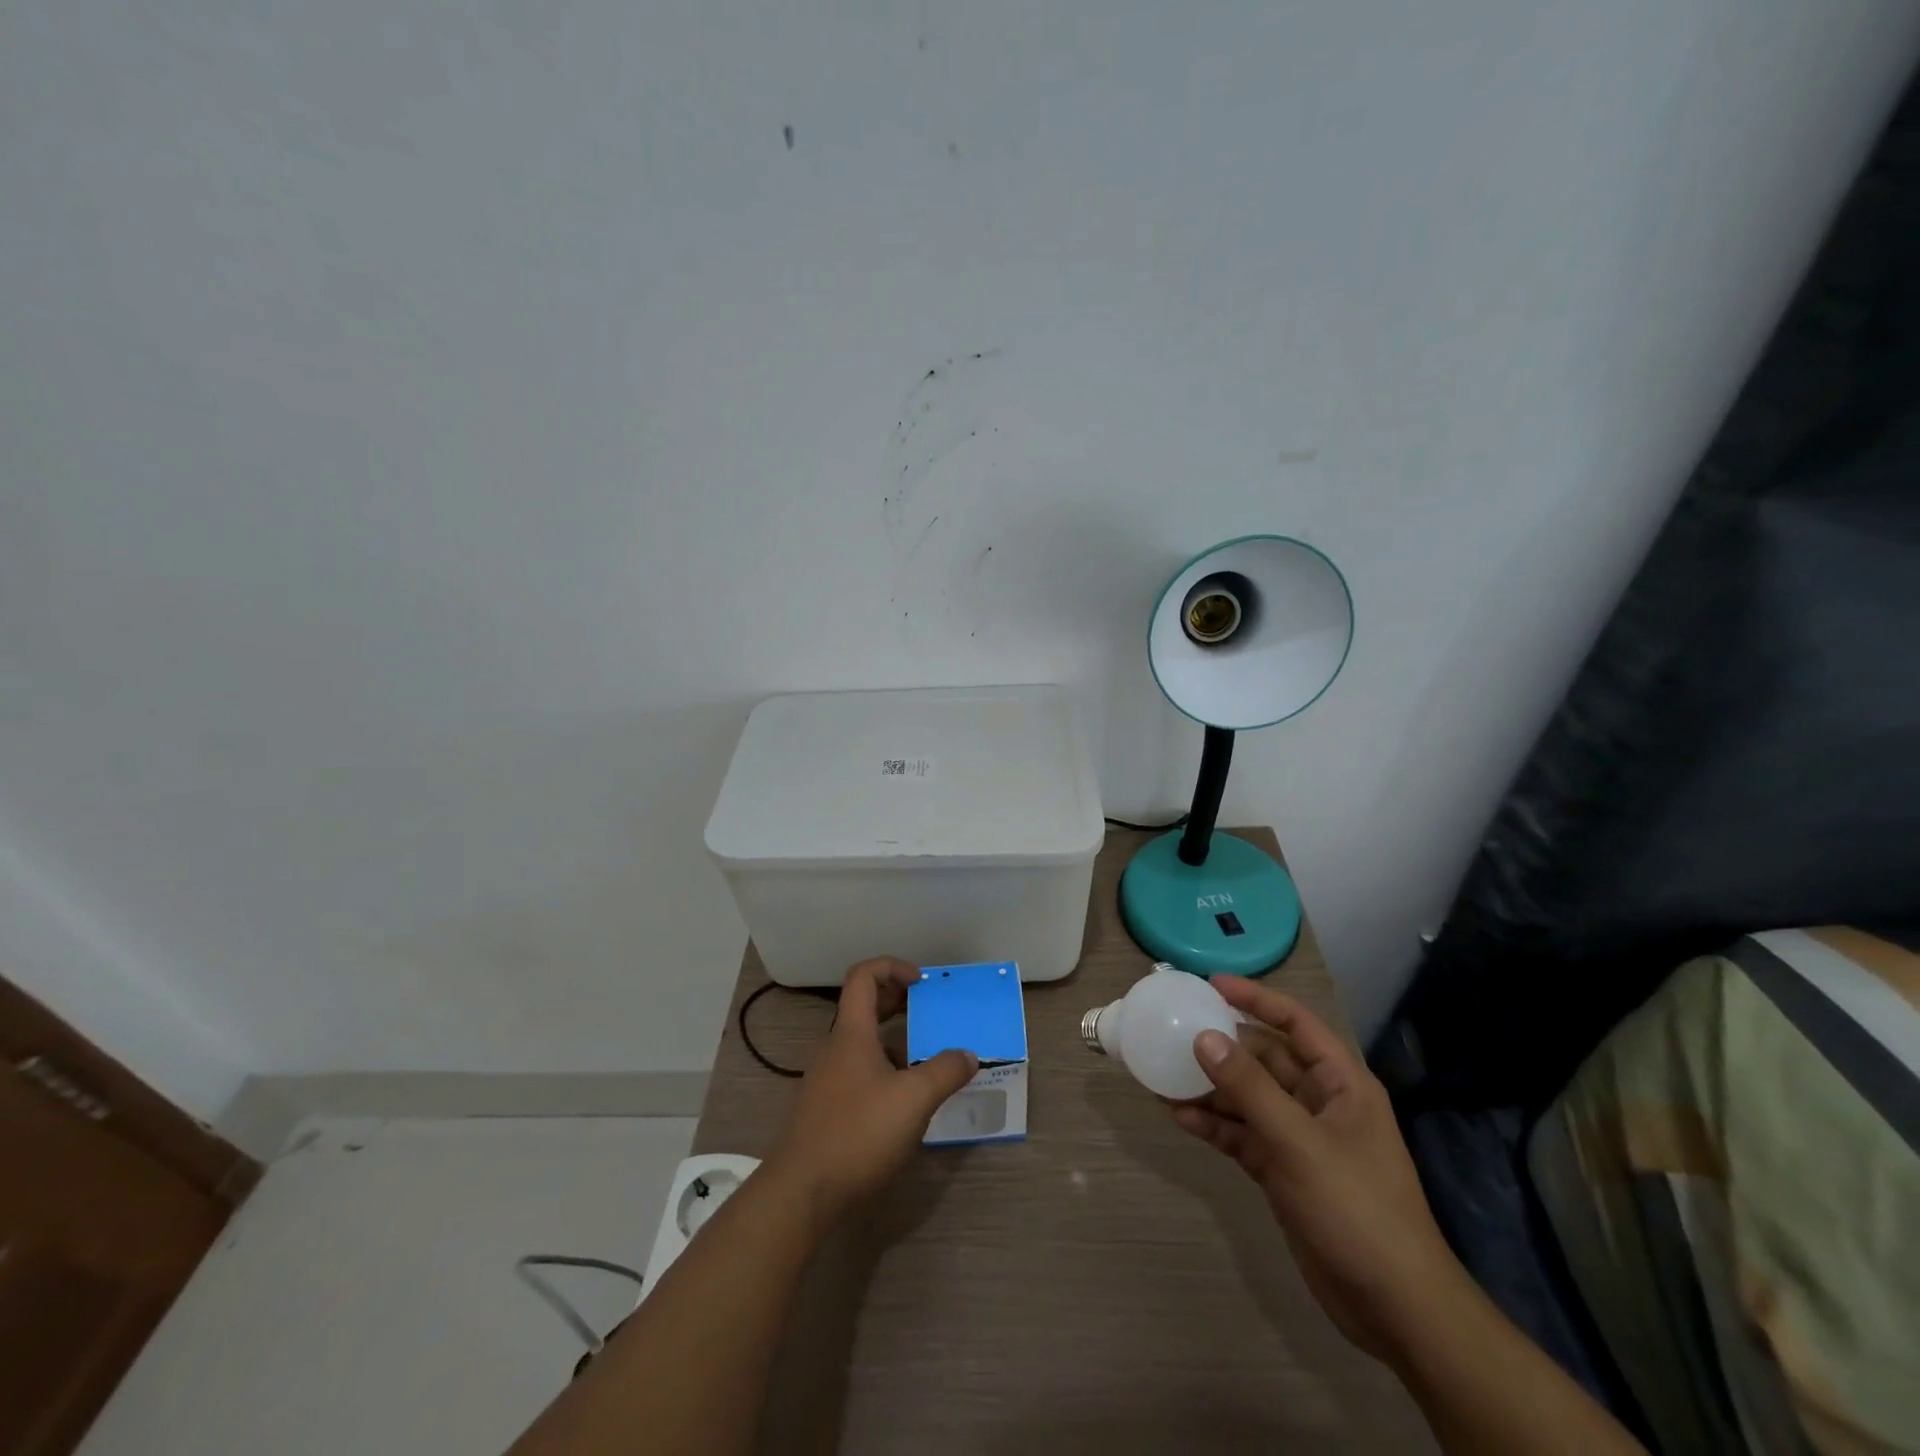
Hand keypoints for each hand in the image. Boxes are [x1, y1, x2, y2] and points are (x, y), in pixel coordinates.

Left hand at [762, 958, 977, 1229]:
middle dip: (897, 1001)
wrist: (801, 1192)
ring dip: (893, 1039)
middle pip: (863, 1007)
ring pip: (862, 1043)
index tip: (921, 981)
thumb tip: (968, 1055)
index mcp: (852, 1033)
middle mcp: (835, 1048)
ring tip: (925, 1057)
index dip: (892, 967)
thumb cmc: (858, 1133)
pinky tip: (904, 1099)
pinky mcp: (826, 1109)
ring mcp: (827, 1079)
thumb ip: (944, 1072)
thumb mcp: (913, 1100)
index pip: (863, 977)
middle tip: (929, 1010)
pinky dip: (883, 1070)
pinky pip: (858, 1072)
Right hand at [1171, 976, 1465, 1365]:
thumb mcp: (1299, 1142)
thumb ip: (1249, 1088)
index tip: (1210, 985)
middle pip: (1264, 1058)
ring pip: (1248, 1097)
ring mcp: (1300, 1138)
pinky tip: (1179, 1117)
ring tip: (1163, 1073)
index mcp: (1340, 1083)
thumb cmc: (1356, 1209)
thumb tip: (1203, 1037)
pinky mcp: (1283, 1171)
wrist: (1393, 1308)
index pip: (1295, 1022)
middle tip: (1174, 1030)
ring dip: (1210, 1087)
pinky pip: (1242, 1134)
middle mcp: (1319, 1102)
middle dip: (1222, 1045)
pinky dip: (1214, 1125)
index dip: (1255, 998)